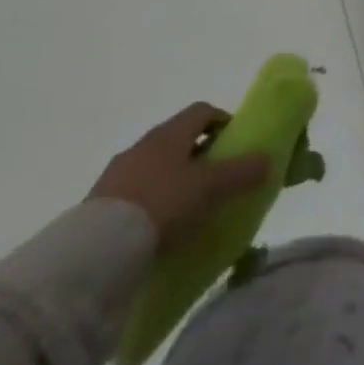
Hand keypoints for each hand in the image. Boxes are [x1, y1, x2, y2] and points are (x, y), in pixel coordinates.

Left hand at [87, 103, 270, 250]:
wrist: (96, 253)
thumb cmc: (164, 204)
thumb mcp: (214, 187)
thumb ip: (244, 171)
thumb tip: (267, 159)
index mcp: (170, 133)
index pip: (202, 111)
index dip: (222, 121)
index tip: (235, 143)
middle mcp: (141, 146)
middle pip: (177, 139)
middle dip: (199, 153)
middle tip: (217, 178)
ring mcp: (115, 176)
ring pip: (154, 167)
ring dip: (172, 180)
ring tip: (188, 208)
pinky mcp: (96, 208)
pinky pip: (133, 195)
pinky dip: (150, 204)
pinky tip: (158, 228)